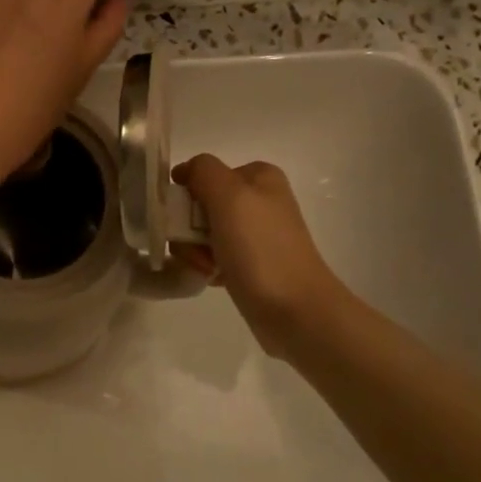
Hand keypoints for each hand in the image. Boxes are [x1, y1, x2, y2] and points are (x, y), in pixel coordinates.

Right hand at [172, 155, 346, 358]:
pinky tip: (216, 279)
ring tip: (210, 269)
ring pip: (202, 233)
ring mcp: (256, 233)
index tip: (187, 220)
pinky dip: (208, 266)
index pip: (202, 174)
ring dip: (196, 251)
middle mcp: (258, 200)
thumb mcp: (229, 196)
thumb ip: (203, 171)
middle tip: (200, 250)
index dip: (187, 196)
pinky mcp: (252, 262)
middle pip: (199, 205)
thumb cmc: (260, 249)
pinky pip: (214, 256)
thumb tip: (185, 171)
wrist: (295, 310)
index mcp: (258, 177)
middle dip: (189, 229)